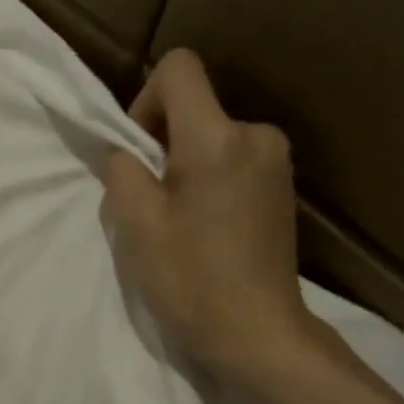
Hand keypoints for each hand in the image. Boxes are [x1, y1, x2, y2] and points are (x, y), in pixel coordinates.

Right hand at [102, 51, 316, 382]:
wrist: (258, 334)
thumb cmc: (191, 281)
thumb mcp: (137, 224)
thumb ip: (121, 170)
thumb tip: (123, 150)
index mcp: (218, 139)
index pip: (179, 69)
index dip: (145, 99)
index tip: (138, 151)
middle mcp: (256, 135)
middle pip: (194, 107)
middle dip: (162, 143)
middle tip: (150, 201)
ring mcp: (276, 161)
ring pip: (211, 136)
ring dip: (184, 165)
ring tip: (177, 220)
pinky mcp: (282, 186)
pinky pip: (232, 159)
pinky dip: (208, 179)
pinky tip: (205, 227)